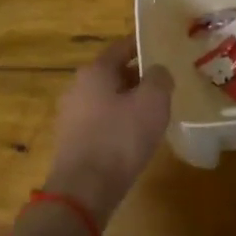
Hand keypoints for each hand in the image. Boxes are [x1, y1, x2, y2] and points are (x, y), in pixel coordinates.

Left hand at [44, 39, 172, 225]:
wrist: (84, 189)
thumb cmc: (120, 138)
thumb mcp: (153, 102)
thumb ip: (159, 78)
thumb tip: (157, 71)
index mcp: (95, 71)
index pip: (122, 47)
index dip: (143, 46)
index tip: (163, 49)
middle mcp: (77, 87)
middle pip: (113, 73)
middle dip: (138, 77)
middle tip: (164, 85)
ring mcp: (71, 115)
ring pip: (106, 98)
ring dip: (128, 101)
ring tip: (153, 112)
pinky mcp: (72, 140)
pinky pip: (100, 121)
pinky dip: (117, 122)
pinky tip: (134, 136)